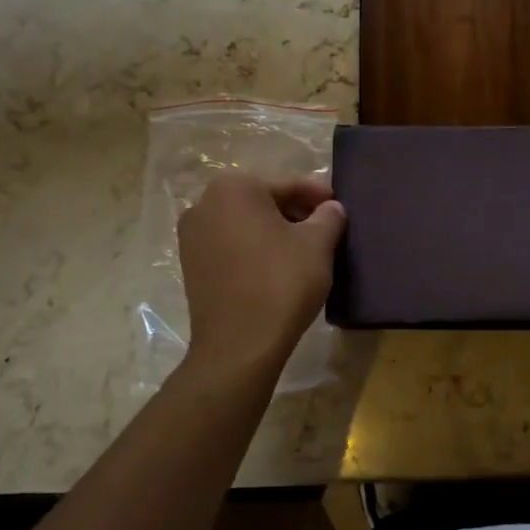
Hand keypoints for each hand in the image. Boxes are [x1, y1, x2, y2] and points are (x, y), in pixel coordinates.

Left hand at [178, 174, 344, 370]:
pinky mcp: (191, 266)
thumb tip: (331, 208)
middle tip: (325, 230)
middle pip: (263, 202)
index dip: (319, 196)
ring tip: (305, 250)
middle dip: (295, 213)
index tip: (339, 207)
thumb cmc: (281, 282)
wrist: (240, 345)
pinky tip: (277, 267)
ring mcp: (191, 236)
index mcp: (234, 188)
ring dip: (275, 232)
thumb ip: (329, 216)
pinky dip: (255, 249)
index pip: (288, 185)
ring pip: (246, 224)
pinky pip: (231, 246)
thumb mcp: (318, 244)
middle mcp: (204, 203)